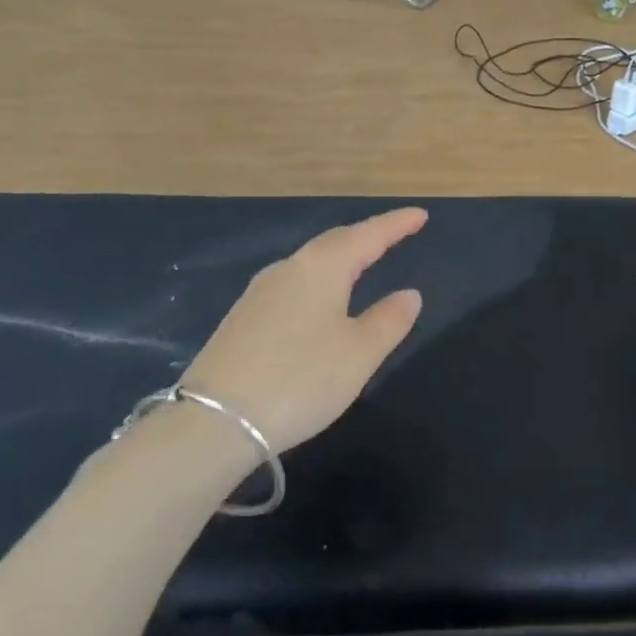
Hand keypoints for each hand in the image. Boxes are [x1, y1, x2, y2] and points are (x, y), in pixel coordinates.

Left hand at [182, 209, 426, 454]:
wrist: (215, 421)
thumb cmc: (301, 380)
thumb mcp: (359, 354)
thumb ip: (388, 320)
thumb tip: (409, 294)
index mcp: (321, 268)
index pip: (367, 235)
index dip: (396, 224)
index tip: (420, 214)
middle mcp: (288, 269)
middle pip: (334, 243)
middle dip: (366, 237)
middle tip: (394, 234)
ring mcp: (259, 292)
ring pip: (310, 263)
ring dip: (340, 258)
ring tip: (361, 263)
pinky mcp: (242, 318)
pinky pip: (292, 285)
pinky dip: (317, 282)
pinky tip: (319, 301)